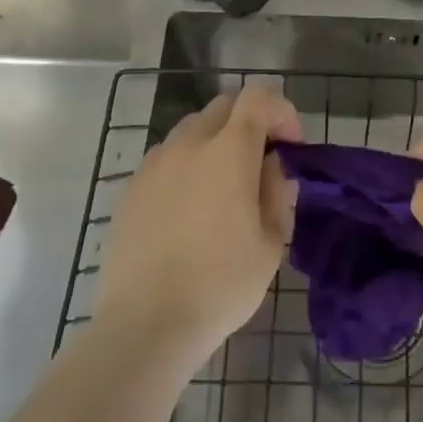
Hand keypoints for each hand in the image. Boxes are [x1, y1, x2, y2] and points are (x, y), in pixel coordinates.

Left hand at [92, 83, 300, 361]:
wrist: (146, 324)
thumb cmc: (221, 283)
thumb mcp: (271, 241)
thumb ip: (278, 191)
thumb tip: (272, 167)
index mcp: (229, 150)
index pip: (259, 97)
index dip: (282, 111)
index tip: (291, 147)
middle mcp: (189, 143)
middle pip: (224, 106)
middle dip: (250, 122)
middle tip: (261, 163)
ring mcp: (154, 163)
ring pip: (192, 129)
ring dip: (216, 142)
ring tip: (223, 186)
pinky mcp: (131, 188)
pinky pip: (166, 158)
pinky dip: (186, 165)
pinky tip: (189, 208)